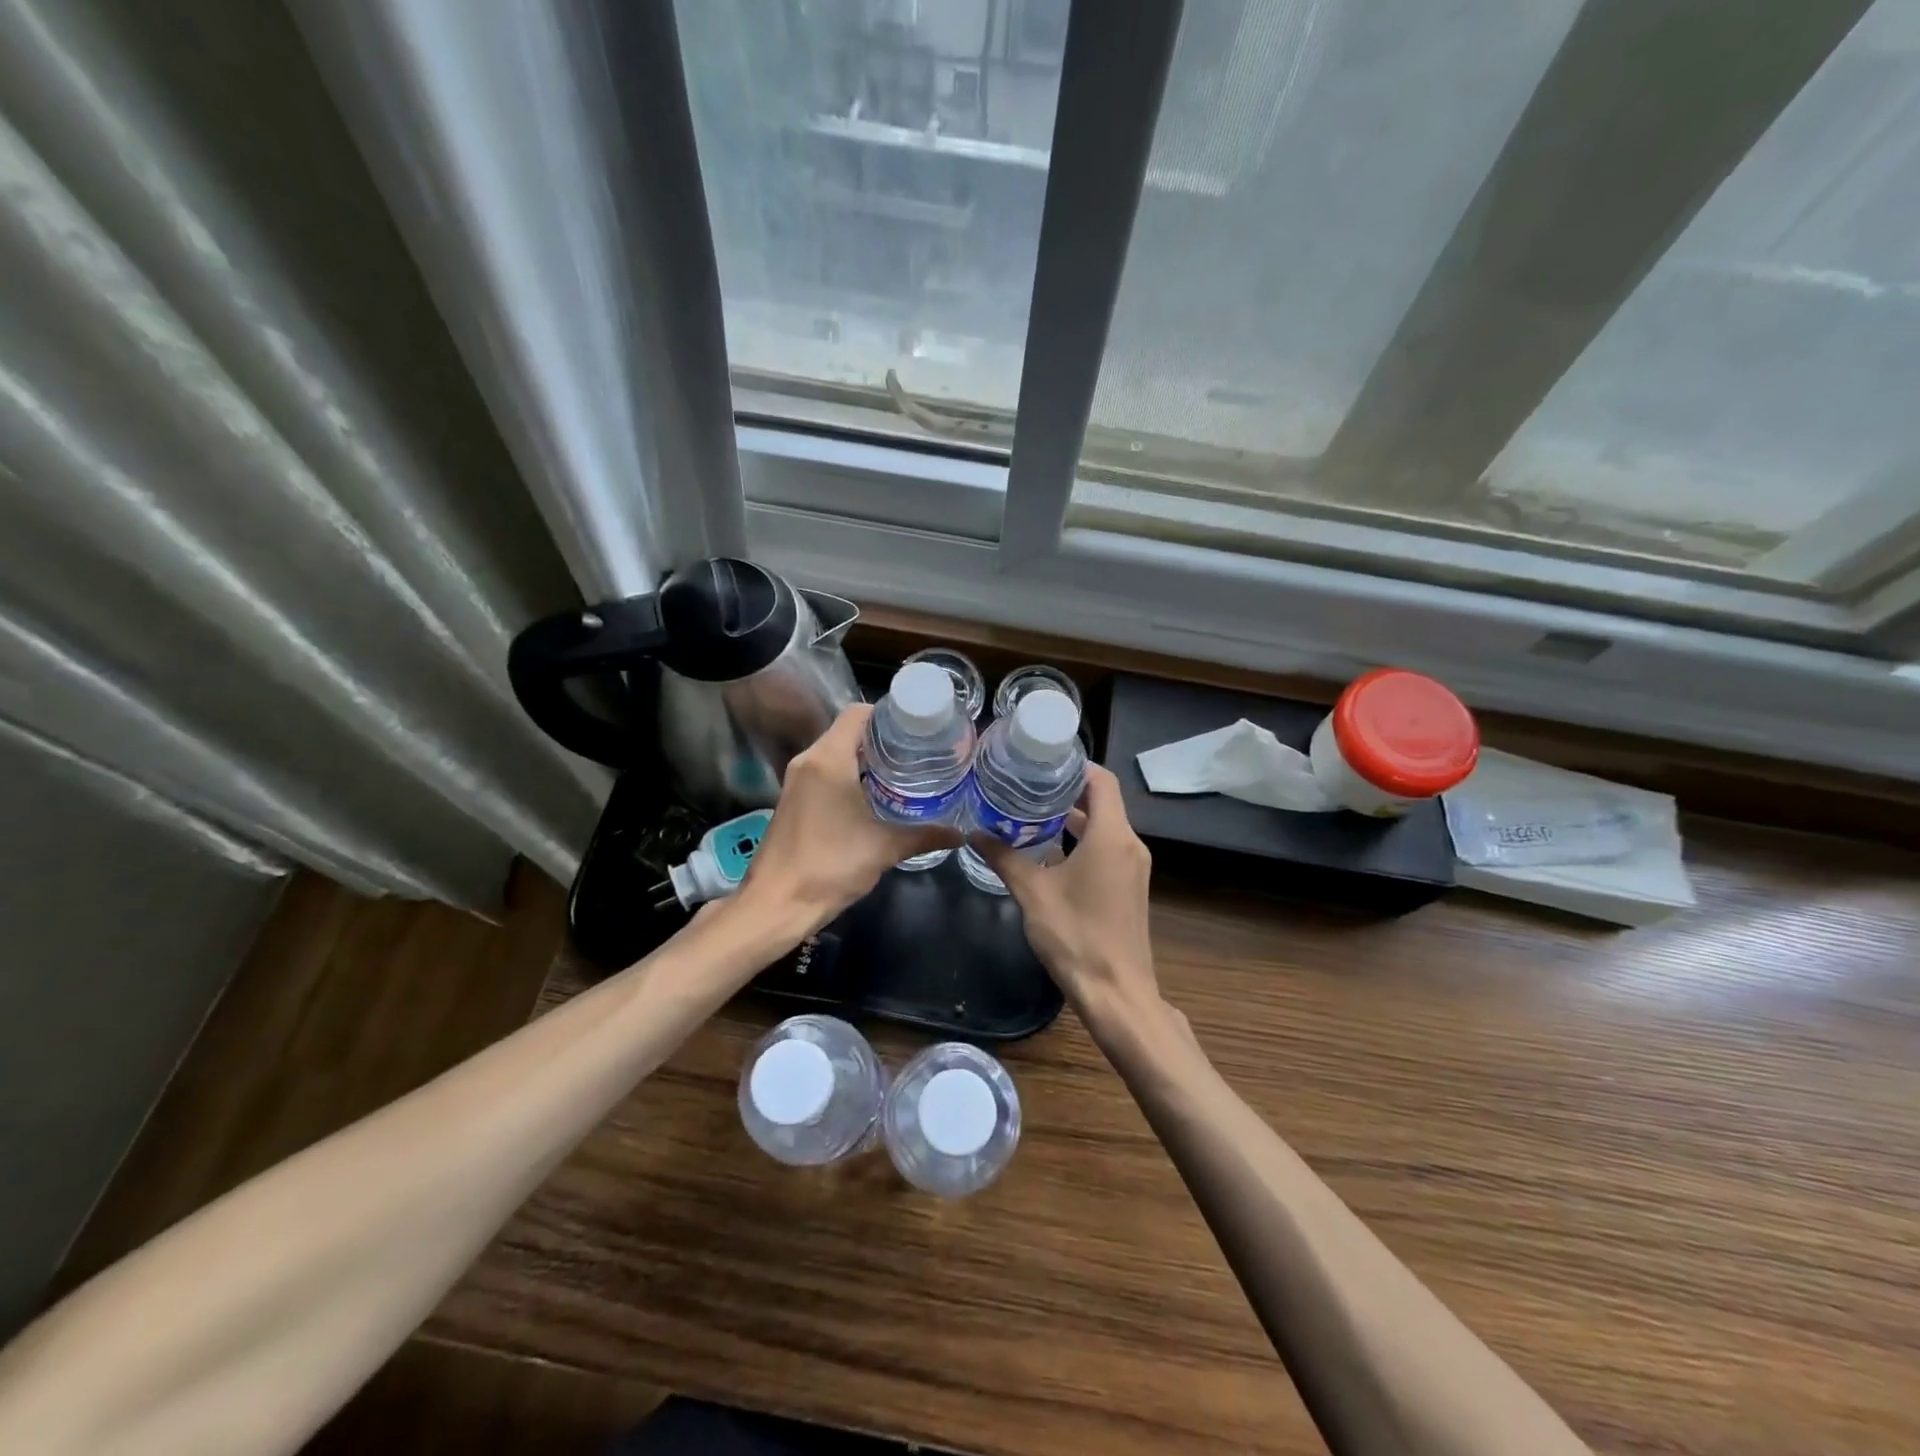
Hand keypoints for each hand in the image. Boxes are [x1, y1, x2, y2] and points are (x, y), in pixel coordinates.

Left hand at [742, 704, 958, 933]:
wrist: (776, 904)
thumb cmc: (830, 866)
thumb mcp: (884, 848)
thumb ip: (924, 835)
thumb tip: (959, 834)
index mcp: (828, 759)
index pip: (858, 713)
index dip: (889, 714)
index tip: (918, 728)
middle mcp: (809, 761)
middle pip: (848, 732)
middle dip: (884, 738)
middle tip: (920, 751)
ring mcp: (797, 781)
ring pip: (836, 754)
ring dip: (867, 759)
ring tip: (905, 771)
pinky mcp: (794, 800)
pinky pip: (826, 773)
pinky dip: (851, 775)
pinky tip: (877, 796)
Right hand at [975, 765, 1165, 1043]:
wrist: (1117, 993)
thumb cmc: (1075, 936)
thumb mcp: (1032, 893)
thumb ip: (1004, 857)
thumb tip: (974, 832)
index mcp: (1112, 836)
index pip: (1101, 780)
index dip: (1074, 765)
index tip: (1040, 761)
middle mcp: (1129, 844)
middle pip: (1101, 801)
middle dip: (1064, 790)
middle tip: (1024, 783)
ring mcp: (1132, 866)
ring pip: (1103, 826)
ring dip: (1070, 818)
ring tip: (1027, 810)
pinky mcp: (1128, 886)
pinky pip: (1105, 848)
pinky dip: (1079, 841)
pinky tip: (1045, 849)